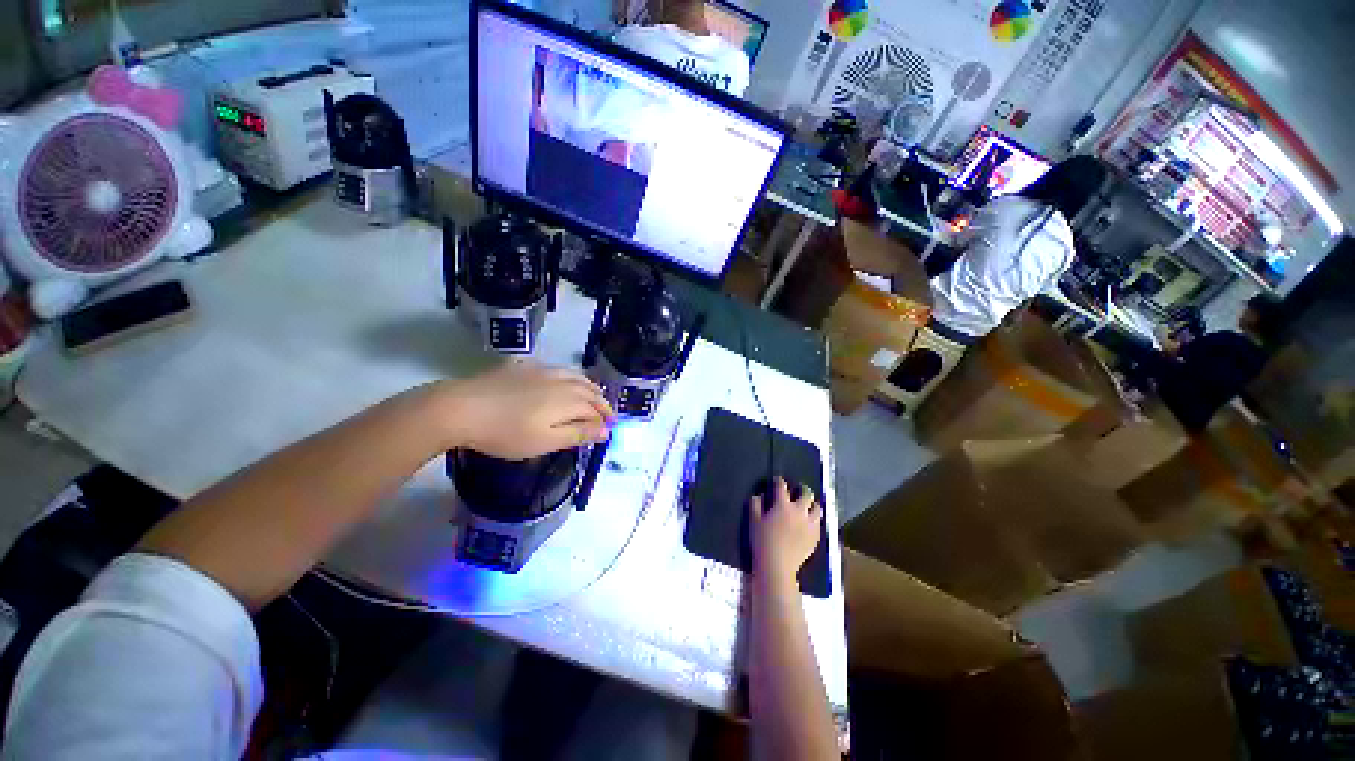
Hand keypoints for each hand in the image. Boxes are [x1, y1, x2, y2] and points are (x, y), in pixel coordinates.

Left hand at [436, 361, 614, 459]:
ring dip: (588, 386)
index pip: (594, 408)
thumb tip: (606, 430)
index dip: (604, 419)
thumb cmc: (506, 432)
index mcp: (568, 400)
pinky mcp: (523, 366)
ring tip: (592, 393)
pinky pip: (555, 368)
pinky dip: (568, 376)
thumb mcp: (545, 441)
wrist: (461, 408)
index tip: (610, 428)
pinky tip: (562, 379)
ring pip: (574, 375)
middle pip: (588, 389)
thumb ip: (578, 434)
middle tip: (606, 412)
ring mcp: (541, 370)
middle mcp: (560, 381)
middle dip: (601, 401)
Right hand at [749, 477, 822, 581]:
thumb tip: (758, 496)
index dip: (779, 481)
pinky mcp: (815, 537)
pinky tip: (809, 523)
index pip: (782, 486)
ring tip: (808, 506)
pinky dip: (814, 520)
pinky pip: (819, 524)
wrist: (777, 566)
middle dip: (803, 489)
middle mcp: (799, 511)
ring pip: (817, 509)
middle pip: (806, 494)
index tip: (777, 480)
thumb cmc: (762, 542)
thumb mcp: (753, 521)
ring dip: (813, 505)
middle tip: (799, 489)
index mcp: (782, 505)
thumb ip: (755, 505)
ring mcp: (809, 525)